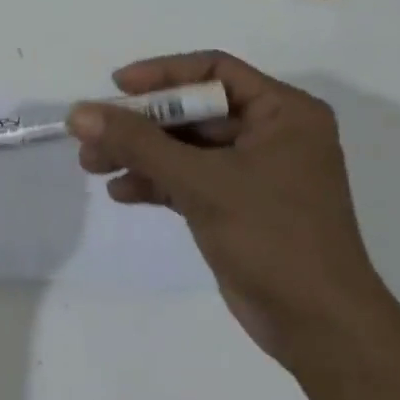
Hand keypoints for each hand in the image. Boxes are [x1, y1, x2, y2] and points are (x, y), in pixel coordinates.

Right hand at [67, 51, 391, 363]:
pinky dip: (156, 182)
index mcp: (284, 112)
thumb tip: (78, 113)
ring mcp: (255, 172)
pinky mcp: (238, 206)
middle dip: (141, 124)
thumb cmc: (273, 237)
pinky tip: (120, 192)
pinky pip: (189, 179)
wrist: (320, 329)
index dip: (162, 74)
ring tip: (91, 164)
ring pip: (186, 147)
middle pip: (193, 111)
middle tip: (92, 134)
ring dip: (140, 154)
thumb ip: (138, 143)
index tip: (117, 87)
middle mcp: (272, 134)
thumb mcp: (202, 182)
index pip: (214, 71)